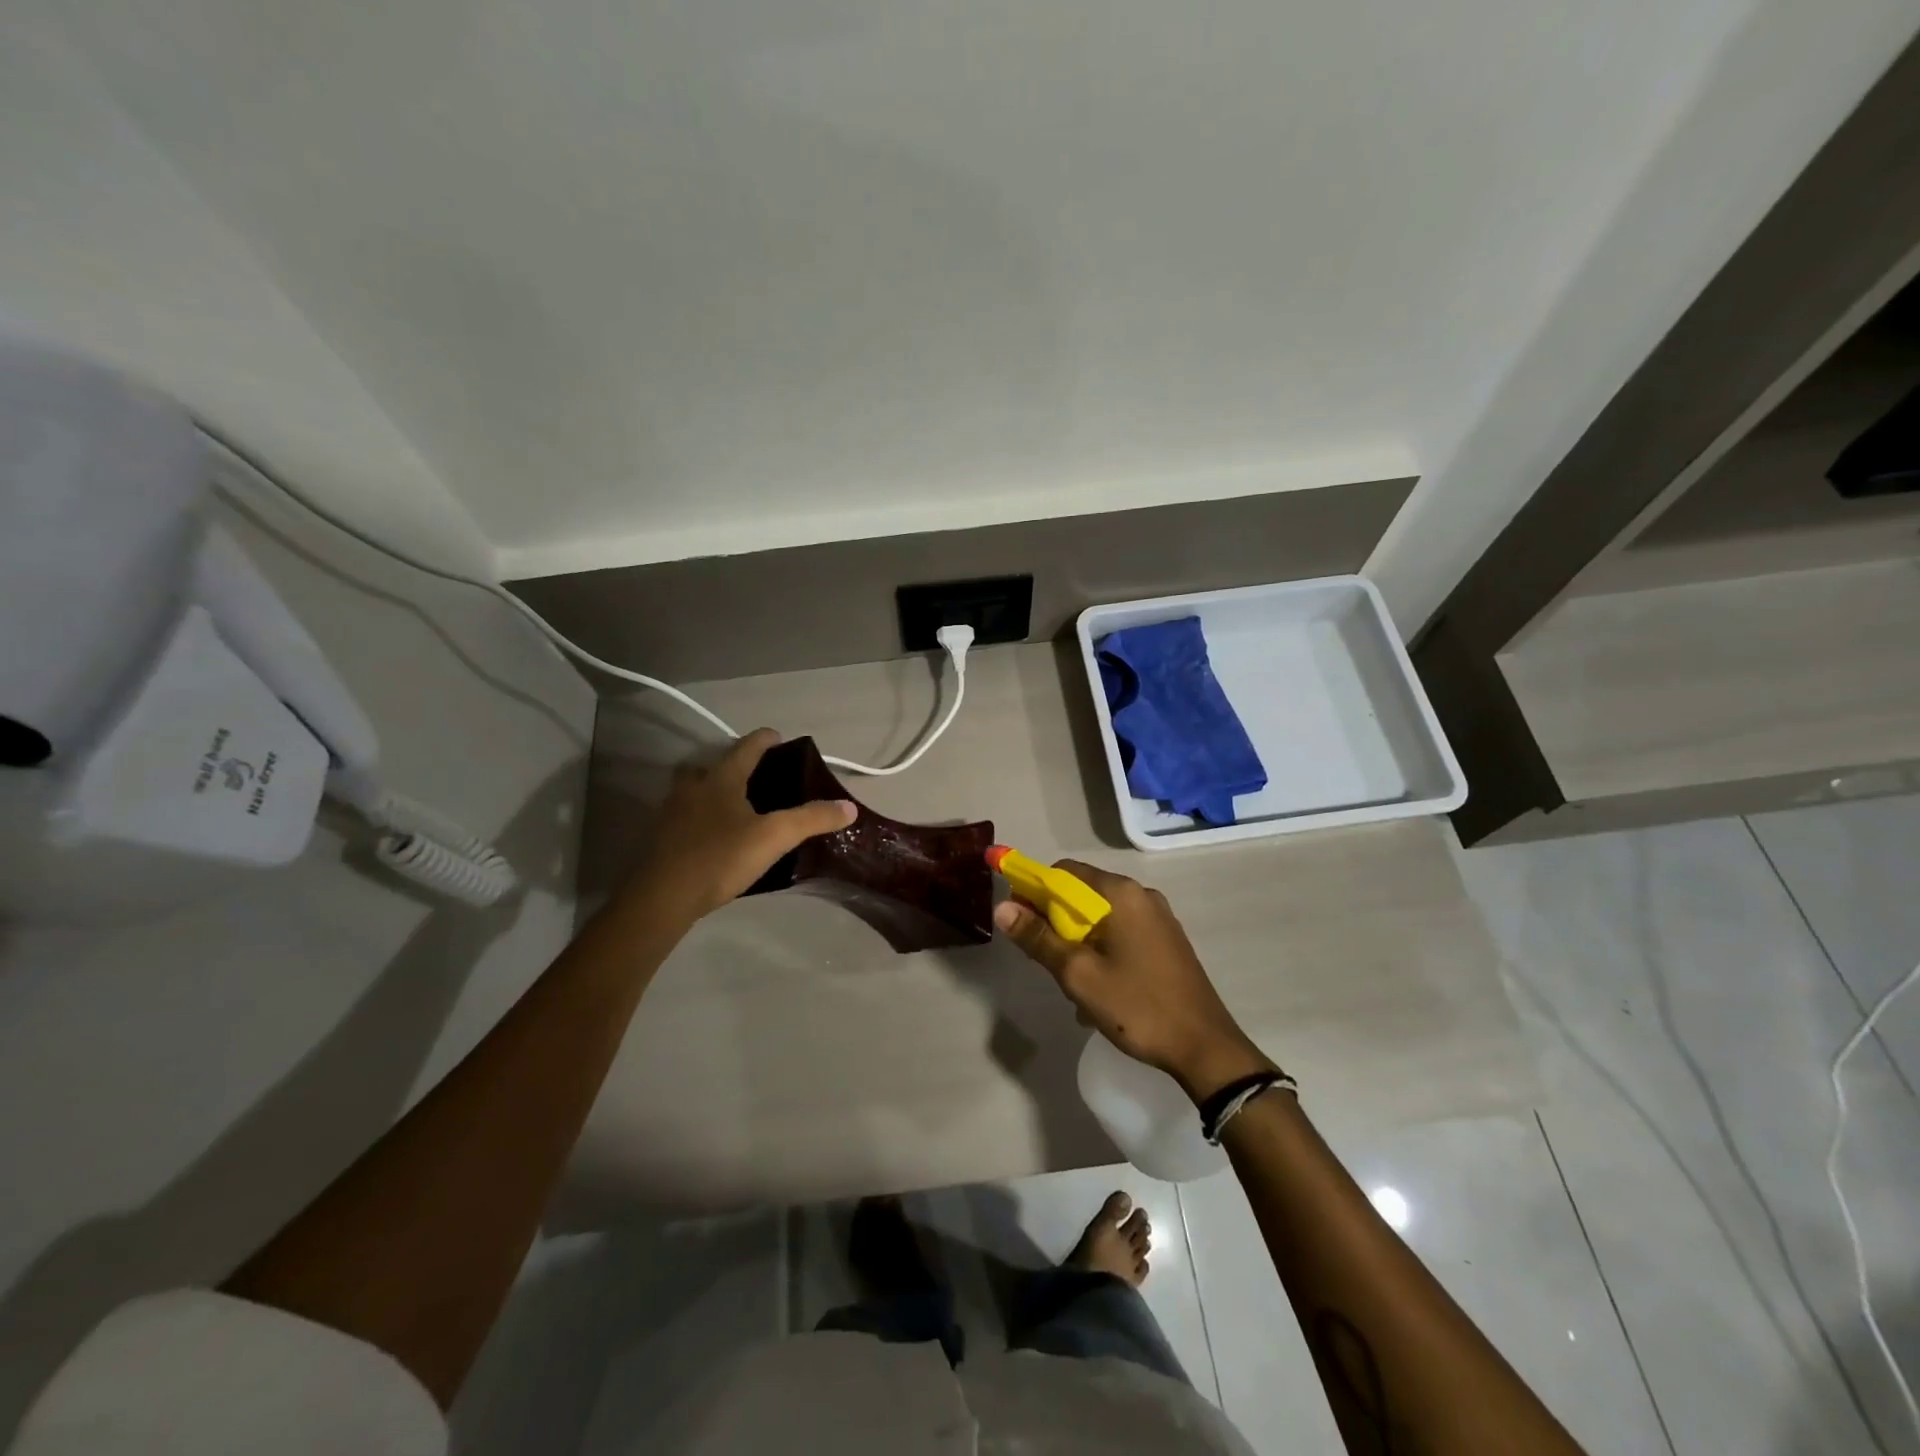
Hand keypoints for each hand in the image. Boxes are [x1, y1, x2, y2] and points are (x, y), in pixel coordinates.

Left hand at [625, 729, 855, 921]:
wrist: (662, 898)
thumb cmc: (720, 857)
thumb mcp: (774, 837)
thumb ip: (811, 819)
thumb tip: (848, 807)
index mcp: (720, 778)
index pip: (746, 747)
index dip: (765, 740)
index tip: (779, 737)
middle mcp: (693, 786)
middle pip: (714, 765)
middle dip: (735, 765)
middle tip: (757, 777)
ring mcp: (672, 811)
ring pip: (696, 789)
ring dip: (715, 790)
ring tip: (738, 806)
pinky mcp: (663, 837)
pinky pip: (687, 815)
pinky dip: (703, 816)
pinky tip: (716, 835)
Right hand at [993, 861, 1277, 1102]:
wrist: (1205, 1048)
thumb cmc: (1137, 1007)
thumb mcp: (1078, 975)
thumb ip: (1038, 938)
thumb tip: (1002, 907)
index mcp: (1121, 894)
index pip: (1064, 872)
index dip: (1035, 891)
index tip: (1020, 922)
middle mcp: (1141, 895)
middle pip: (1083, 893)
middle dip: (1057, 922)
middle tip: (1048, 961)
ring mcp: (1159, 918)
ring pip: (1102, 917)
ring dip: (1079, 941)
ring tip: (1074, 984)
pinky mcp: (1168, 941)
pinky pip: (1122, 933)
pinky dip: (1103, 949)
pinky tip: (1100, 989)